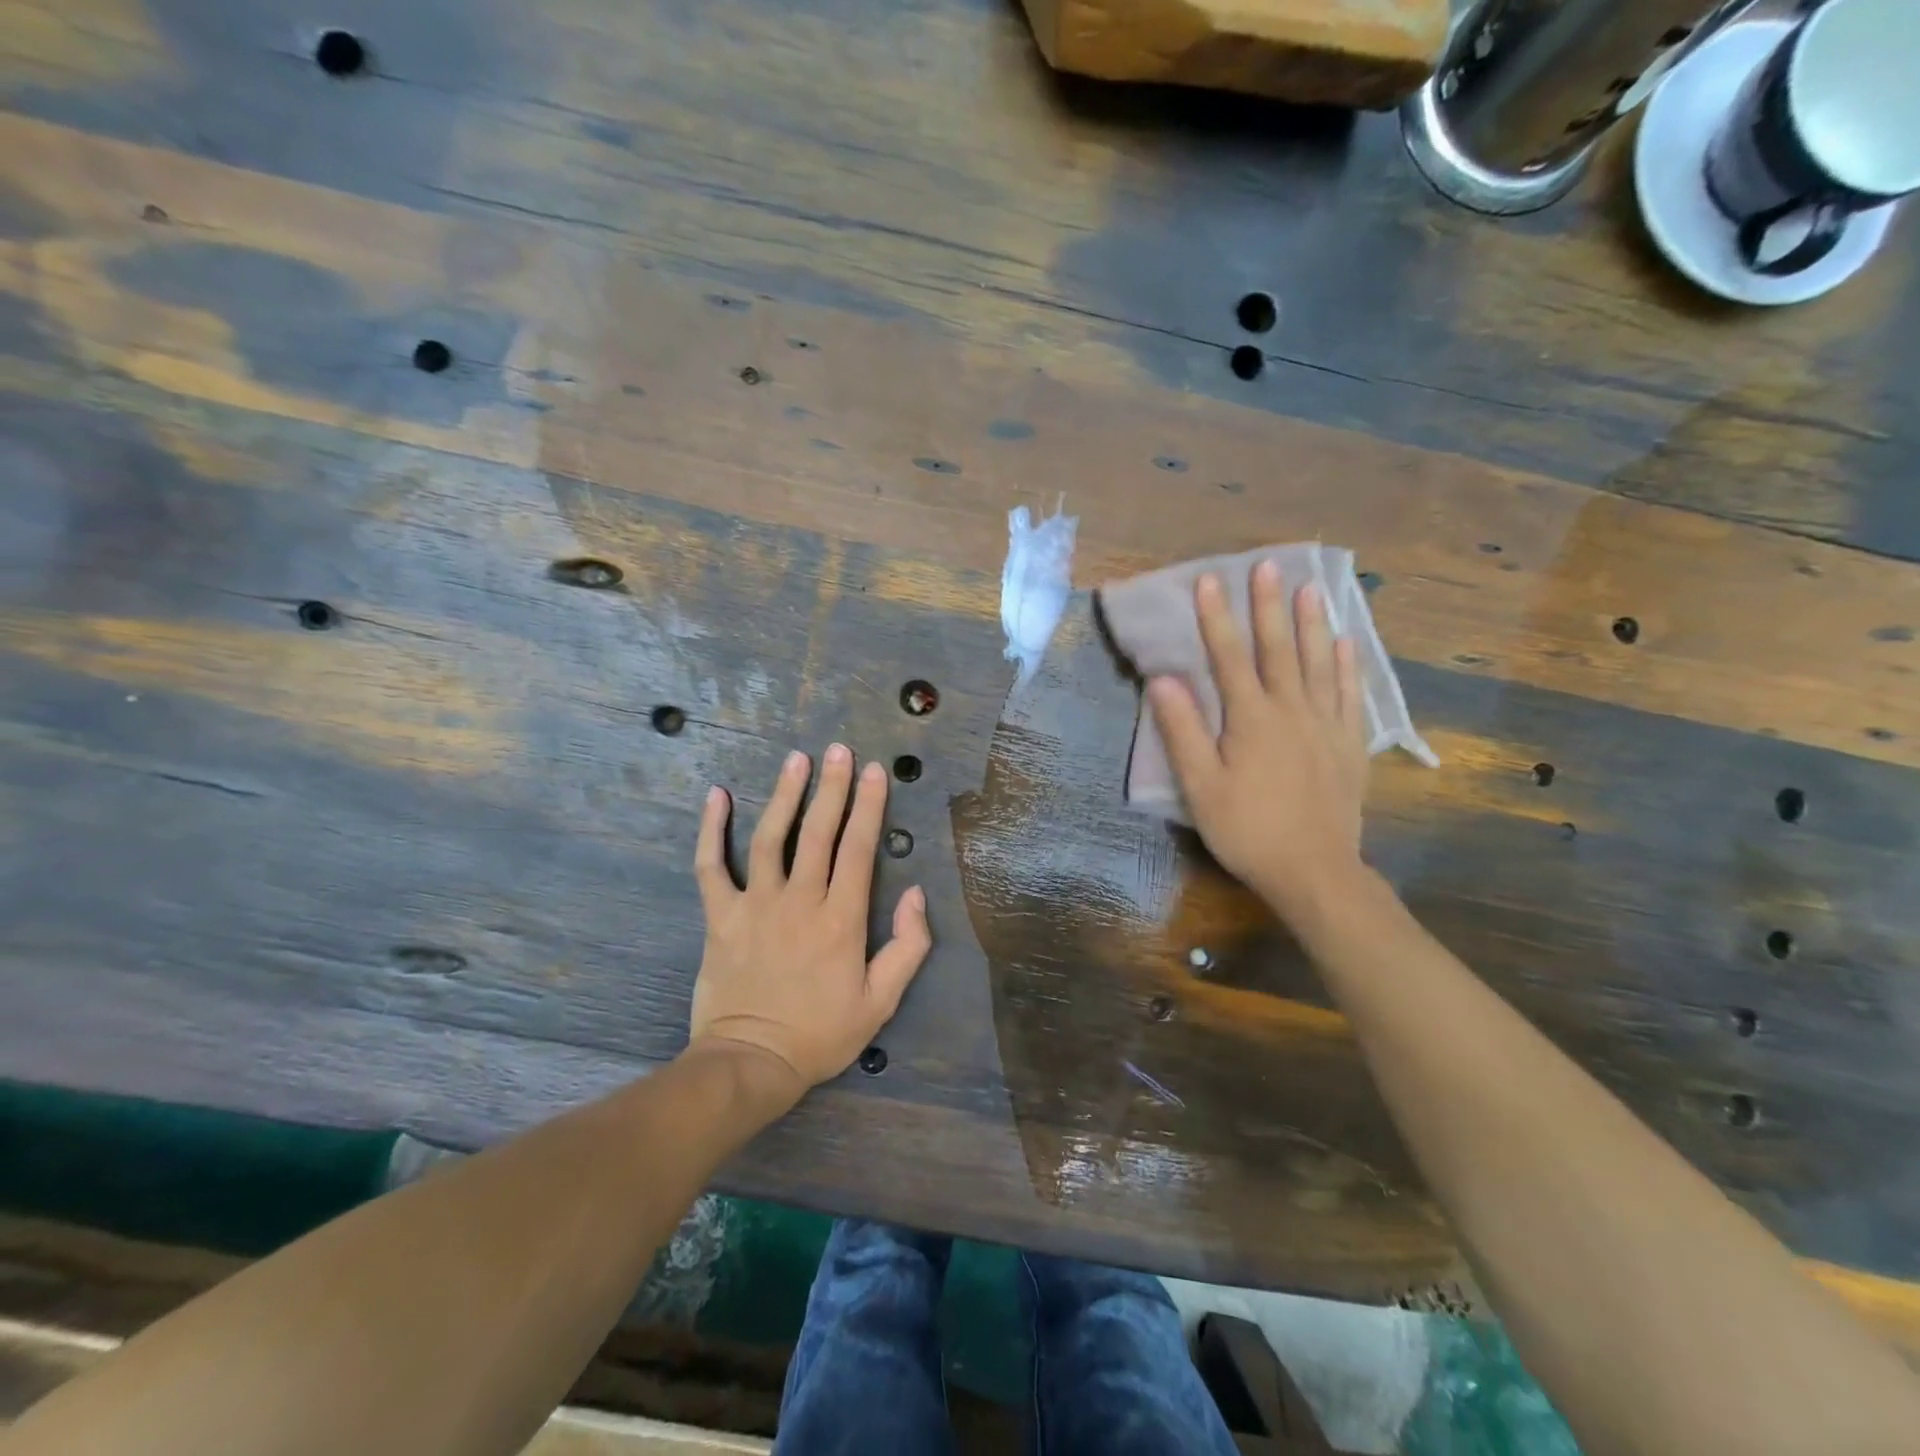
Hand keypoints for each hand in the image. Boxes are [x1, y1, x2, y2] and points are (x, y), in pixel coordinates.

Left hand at [690, 745, 932, 1099]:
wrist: (751, 1063)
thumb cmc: (820, 1034)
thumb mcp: (881, 1002)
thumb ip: (907, 947)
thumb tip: (916, 894)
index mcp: (841, 920)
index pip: (859, 849)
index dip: (869, 807)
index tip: (876, 772)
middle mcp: (800, 901)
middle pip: (819, 832)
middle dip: (833, 787)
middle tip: (840, 750)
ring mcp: (756, 904)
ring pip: (771, 838)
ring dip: (784, 795)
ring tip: (796, 759)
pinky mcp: (721, 916)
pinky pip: (712, 866)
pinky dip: (711, 830)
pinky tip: (716, 796)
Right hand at [1147, 561, 1368, 923]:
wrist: (1315, 871)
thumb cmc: (1248, 830)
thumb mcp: (1201, 786)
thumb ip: (1183, 731)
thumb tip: (1163, 679)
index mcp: (1251, 719)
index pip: (1230, 657)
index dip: (1217, 617)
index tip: (1208, 579)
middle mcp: (1292, 710)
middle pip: (1279, 649)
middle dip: (1269, 605)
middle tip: (1269, 564)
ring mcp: (1326, 725)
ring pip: (1319, 663)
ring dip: (1313, 623)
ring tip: (1312, 587)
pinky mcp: (1349, 745)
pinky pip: (1349, 694)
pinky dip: (1347, 665)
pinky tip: (1346, 642)